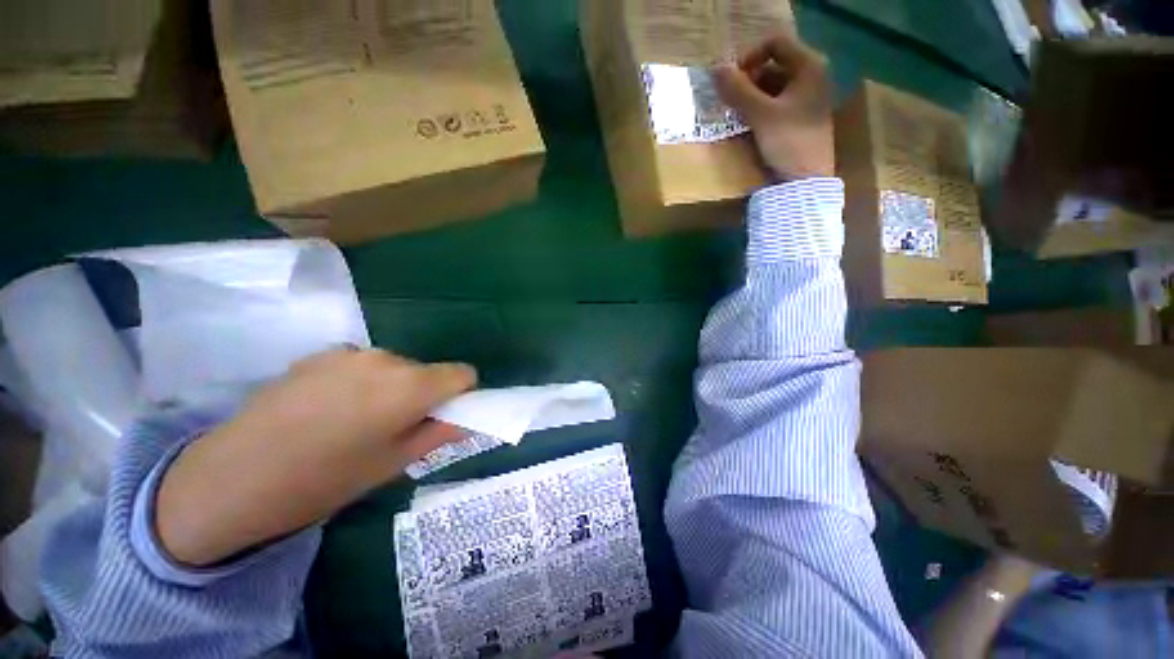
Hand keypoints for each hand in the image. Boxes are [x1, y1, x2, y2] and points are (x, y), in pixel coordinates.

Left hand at [156, 349, 475, 566]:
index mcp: (410, 386)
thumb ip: (437, 434)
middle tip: (393, 428)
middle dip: (423, 394)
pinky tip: (326, 409)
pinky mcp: (320, 355)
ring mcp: (350, 353)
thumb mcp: (391, 465)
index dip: (461, 394)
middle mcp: (386, 359)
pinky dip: (361, 382)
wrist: (230, 479)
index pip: (462, 373)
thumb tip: (464, 421)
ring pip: (395, 367)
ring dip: (391, 388)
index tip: (443, 416)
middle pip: (427, 370)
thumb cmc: (323, 481)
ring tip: (355, 420)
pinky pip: (362, 365)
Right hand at [714, 31, 833, 180]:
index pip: (774, 43)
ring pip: (773, 86)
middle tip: (730, 100)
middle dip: (748, 80)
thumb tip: (715, 69)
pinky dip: (760, 109)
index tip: (732, 81)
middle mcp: (811, 76)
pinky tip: (748, 124)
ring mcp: (807, 98)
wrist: (805, 181)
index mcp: (808, 67)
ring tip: (736, 113)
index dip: (749, 57)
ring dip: (751, 96)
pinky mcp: (800, 118)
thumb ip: (738, 90)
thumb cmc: (788, 142)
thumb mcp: (761, 115)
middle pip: (773, 65)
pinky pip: (776, 104)